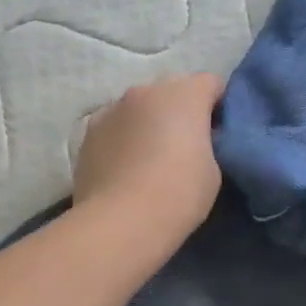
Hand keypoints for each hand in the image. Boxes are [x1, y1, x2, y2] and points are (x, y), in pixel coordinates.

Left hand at [73, 73, 224, 248]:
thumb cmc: (179, 195)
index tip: (218, 133)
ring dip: (147, 123)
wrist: (121, 221)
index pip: (211, 83)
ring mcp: (111, 109)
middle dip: (180, 111)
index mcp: (184, 94)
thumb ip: (206, 144)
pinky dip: (122, 139)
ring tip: (149, 159)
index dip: (218, 106)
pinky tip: (123, 169)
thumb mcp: (212, 170)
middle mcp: (145, 91)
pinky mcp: (87, 134)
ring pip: (138, 108)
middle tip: (185, 146)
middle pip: (170, 91)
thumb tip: (195, 140)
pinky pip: (114, 127)